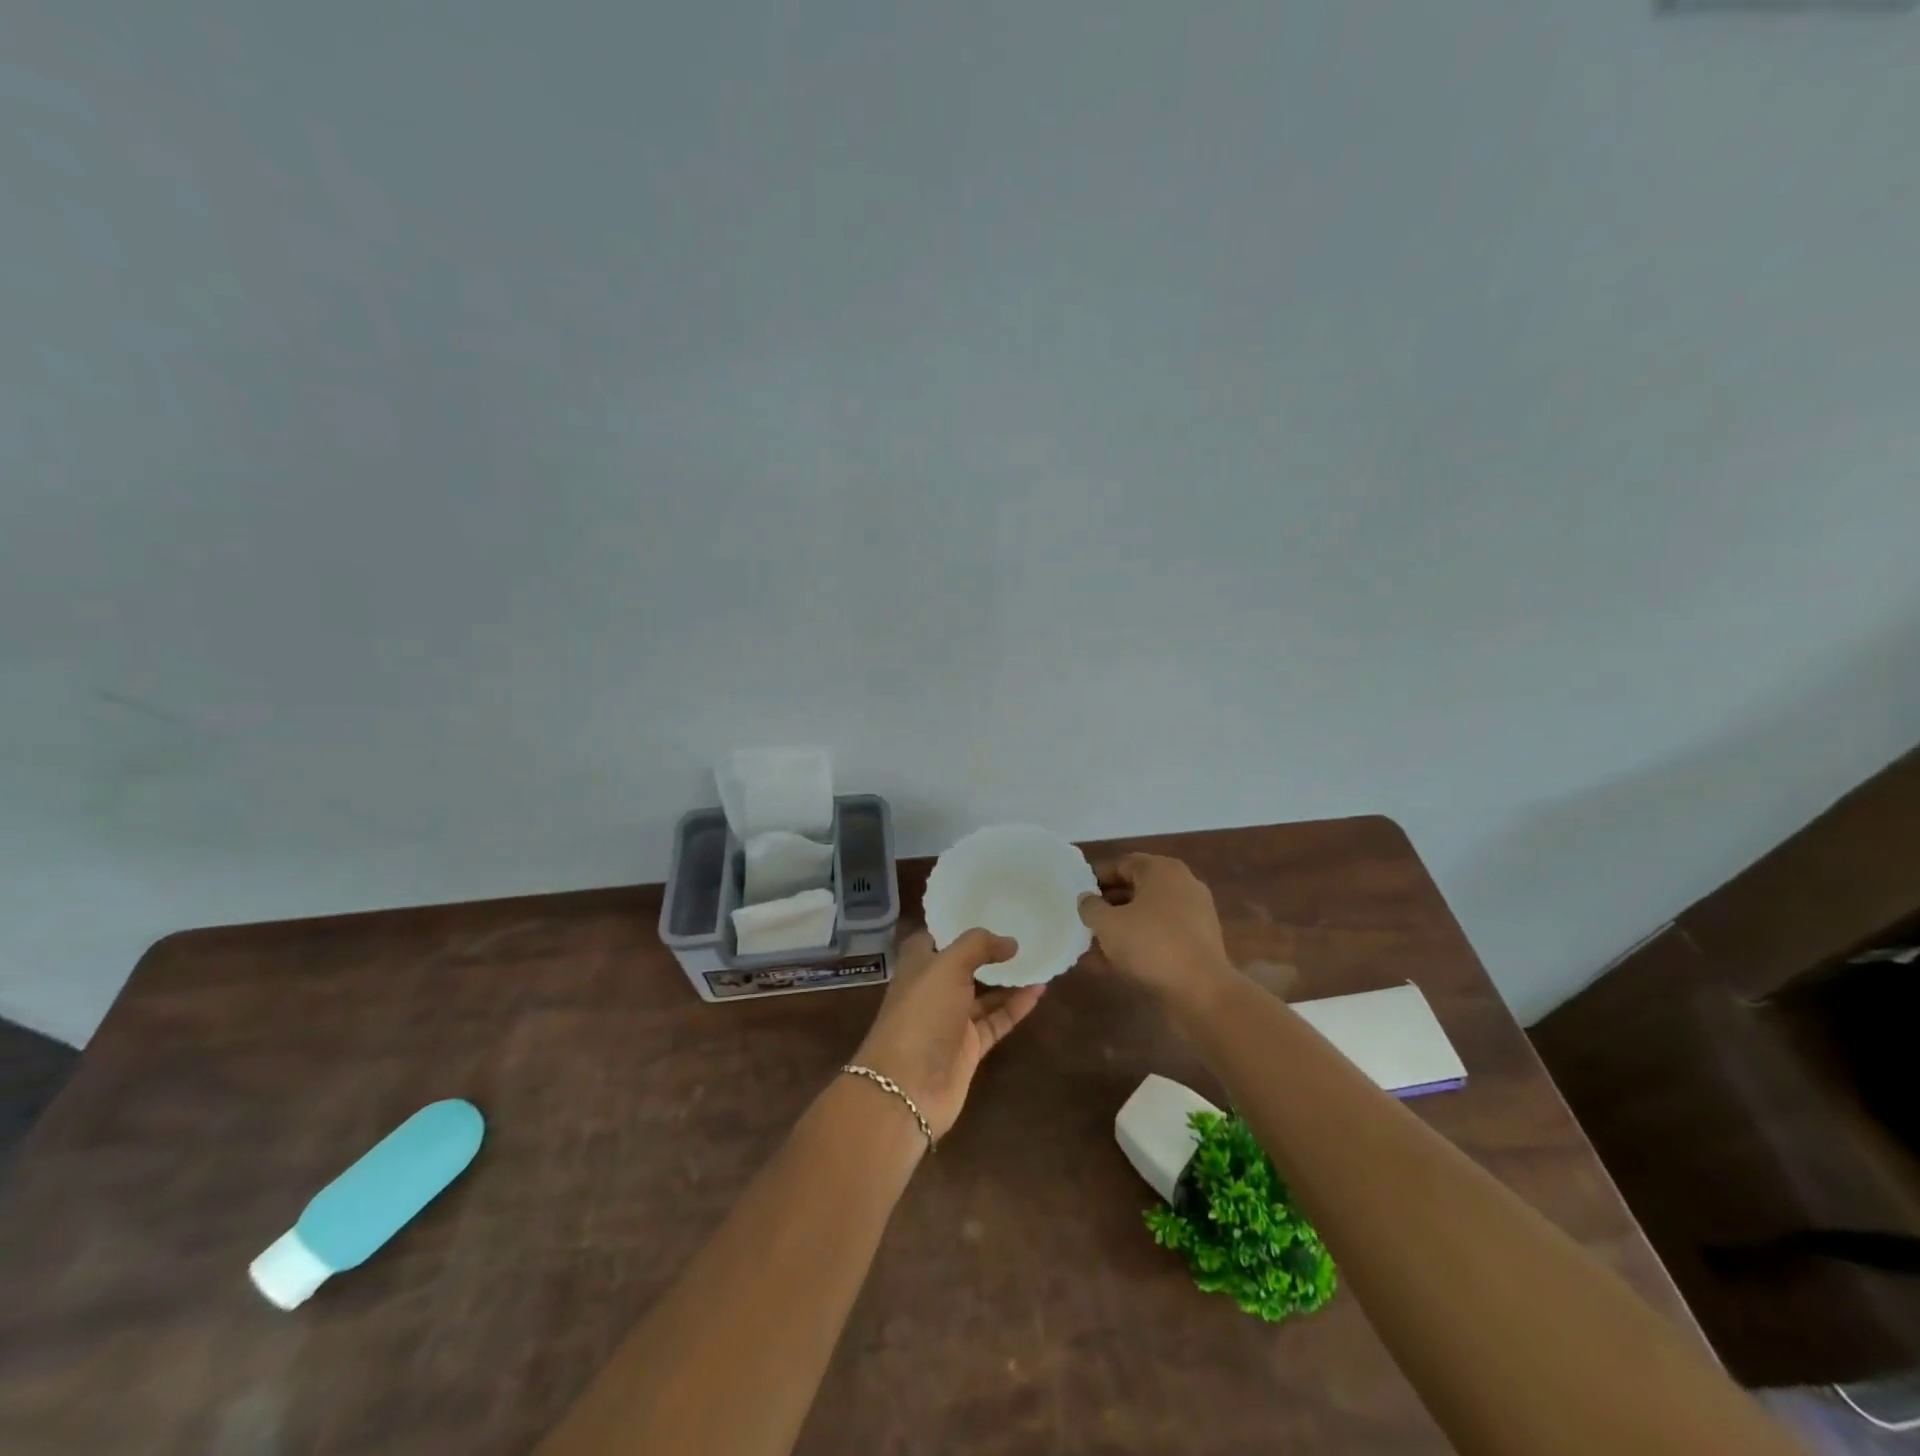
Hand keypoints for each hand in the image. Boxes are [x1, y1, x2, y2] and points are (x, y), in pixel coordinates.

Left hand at [852, 929, 1045, 1141]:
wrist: (908, 1087)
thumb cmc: (921, 1014)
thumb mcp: (947, 966)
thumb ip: (978, 946)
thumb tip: (1010, 942)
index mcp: (918, 964)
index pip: (938, 935)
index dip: (960, 923)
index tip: (990, 908)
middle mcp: (934, 988)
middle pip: (965, 964)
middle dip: (990, 950)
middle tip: (1024, 931)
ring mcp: (952, 1019)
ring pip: (985, 993)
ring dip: (1009, 978)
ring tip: (1040, 958)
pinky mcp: (969, 1047)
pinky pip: (996, 1020)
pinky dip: (1016, 1006)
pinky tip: (1039, 990)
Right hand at [1077, 853, 1234, 1007]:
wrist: (1202, 991)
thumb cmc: (1151, 944)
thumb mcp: (1108, 923)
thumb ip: (1090, 907)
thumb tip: (1086, 899)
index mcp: (1163, 871)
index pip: (1123, 864)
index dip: (1096, 878)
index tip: (1077, 895)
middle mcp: (1182, 886)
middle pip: (1135, 890)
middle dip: (1107, 906)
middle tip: (1083, 921)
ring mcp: (1193, 916)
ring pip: (1146, 917)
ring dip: (1119, 929)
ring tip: (1091, 947)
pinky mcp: (1197, 945)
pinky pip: (1159, 937)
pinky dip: (1137, 946)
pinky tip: (1110, 966)